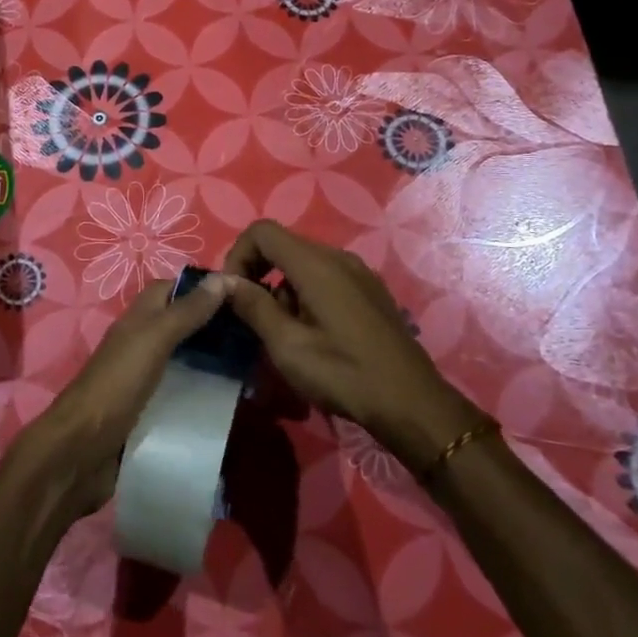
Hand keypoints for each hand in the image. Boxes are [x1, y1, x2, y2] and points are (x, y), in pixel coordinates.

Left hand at [18, 274, 232, 518]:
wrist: (82, 451)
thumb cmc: (117, 384)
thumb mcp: (154, 340)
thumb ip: (186, 311)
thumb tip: (223, 277)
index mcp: (139, 320)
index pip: (172, 289)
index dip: (203, 288)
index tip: (243, 294)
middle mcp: (142, 344)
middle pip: (181, 325)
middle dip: (214, 327)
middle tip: (257, 332)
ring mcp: (145, 380)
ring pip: (185, 361)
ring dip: (213, 362)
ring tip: (254, 365)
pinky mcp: (151, 412)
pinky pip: (182, 394)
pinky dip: (203, 394)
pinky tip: (231, 400)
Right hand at [222, 221, 483, 469]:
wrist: (413, 404)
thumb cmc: (345, 374)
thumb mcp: (288, 346)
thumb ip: (253, 307)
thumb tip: (224, 281)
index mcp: (316, 264)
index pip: (262, 232)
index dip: (238, 255)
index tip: (232, 293)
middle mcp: (338, 258)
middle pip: (283, 246)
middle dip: (258, 274)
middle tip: (251, 316)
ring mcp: (359, 273)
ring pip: (304, 264)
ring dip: (282, 289)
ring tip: (283, 334)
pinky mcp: (370, 292)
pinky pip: (326, 278)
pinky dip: (306, 294)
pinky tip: (313, 334)